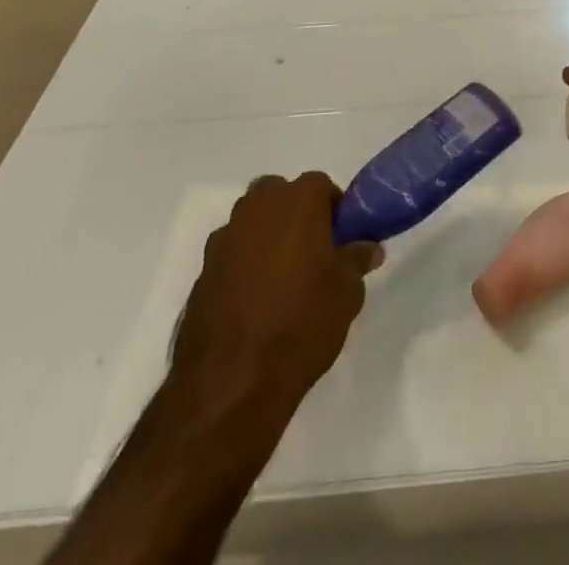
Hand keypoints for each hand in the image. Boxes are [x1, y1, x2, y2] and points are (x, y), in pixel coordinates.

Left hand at [169, 174, 381, 414]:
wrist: (231, 383)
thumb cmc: (301, 324)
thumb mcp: (347, 293)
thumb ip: (356, 261)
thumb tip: (367, 248)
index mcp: (297, 201)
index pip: (320, 185)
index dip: (333, 209)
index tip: (341, 238)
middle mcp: (257, 208)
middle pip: (280, 195)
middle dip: (295, 215)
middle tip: (312, 253)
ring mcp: (224, 240)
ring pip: (251, 223)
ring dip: (266, 238)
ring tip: (281, 281)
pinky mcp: (201, 273)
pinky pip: (230, 256)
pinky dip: (242, 267)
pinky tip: (253, 303)